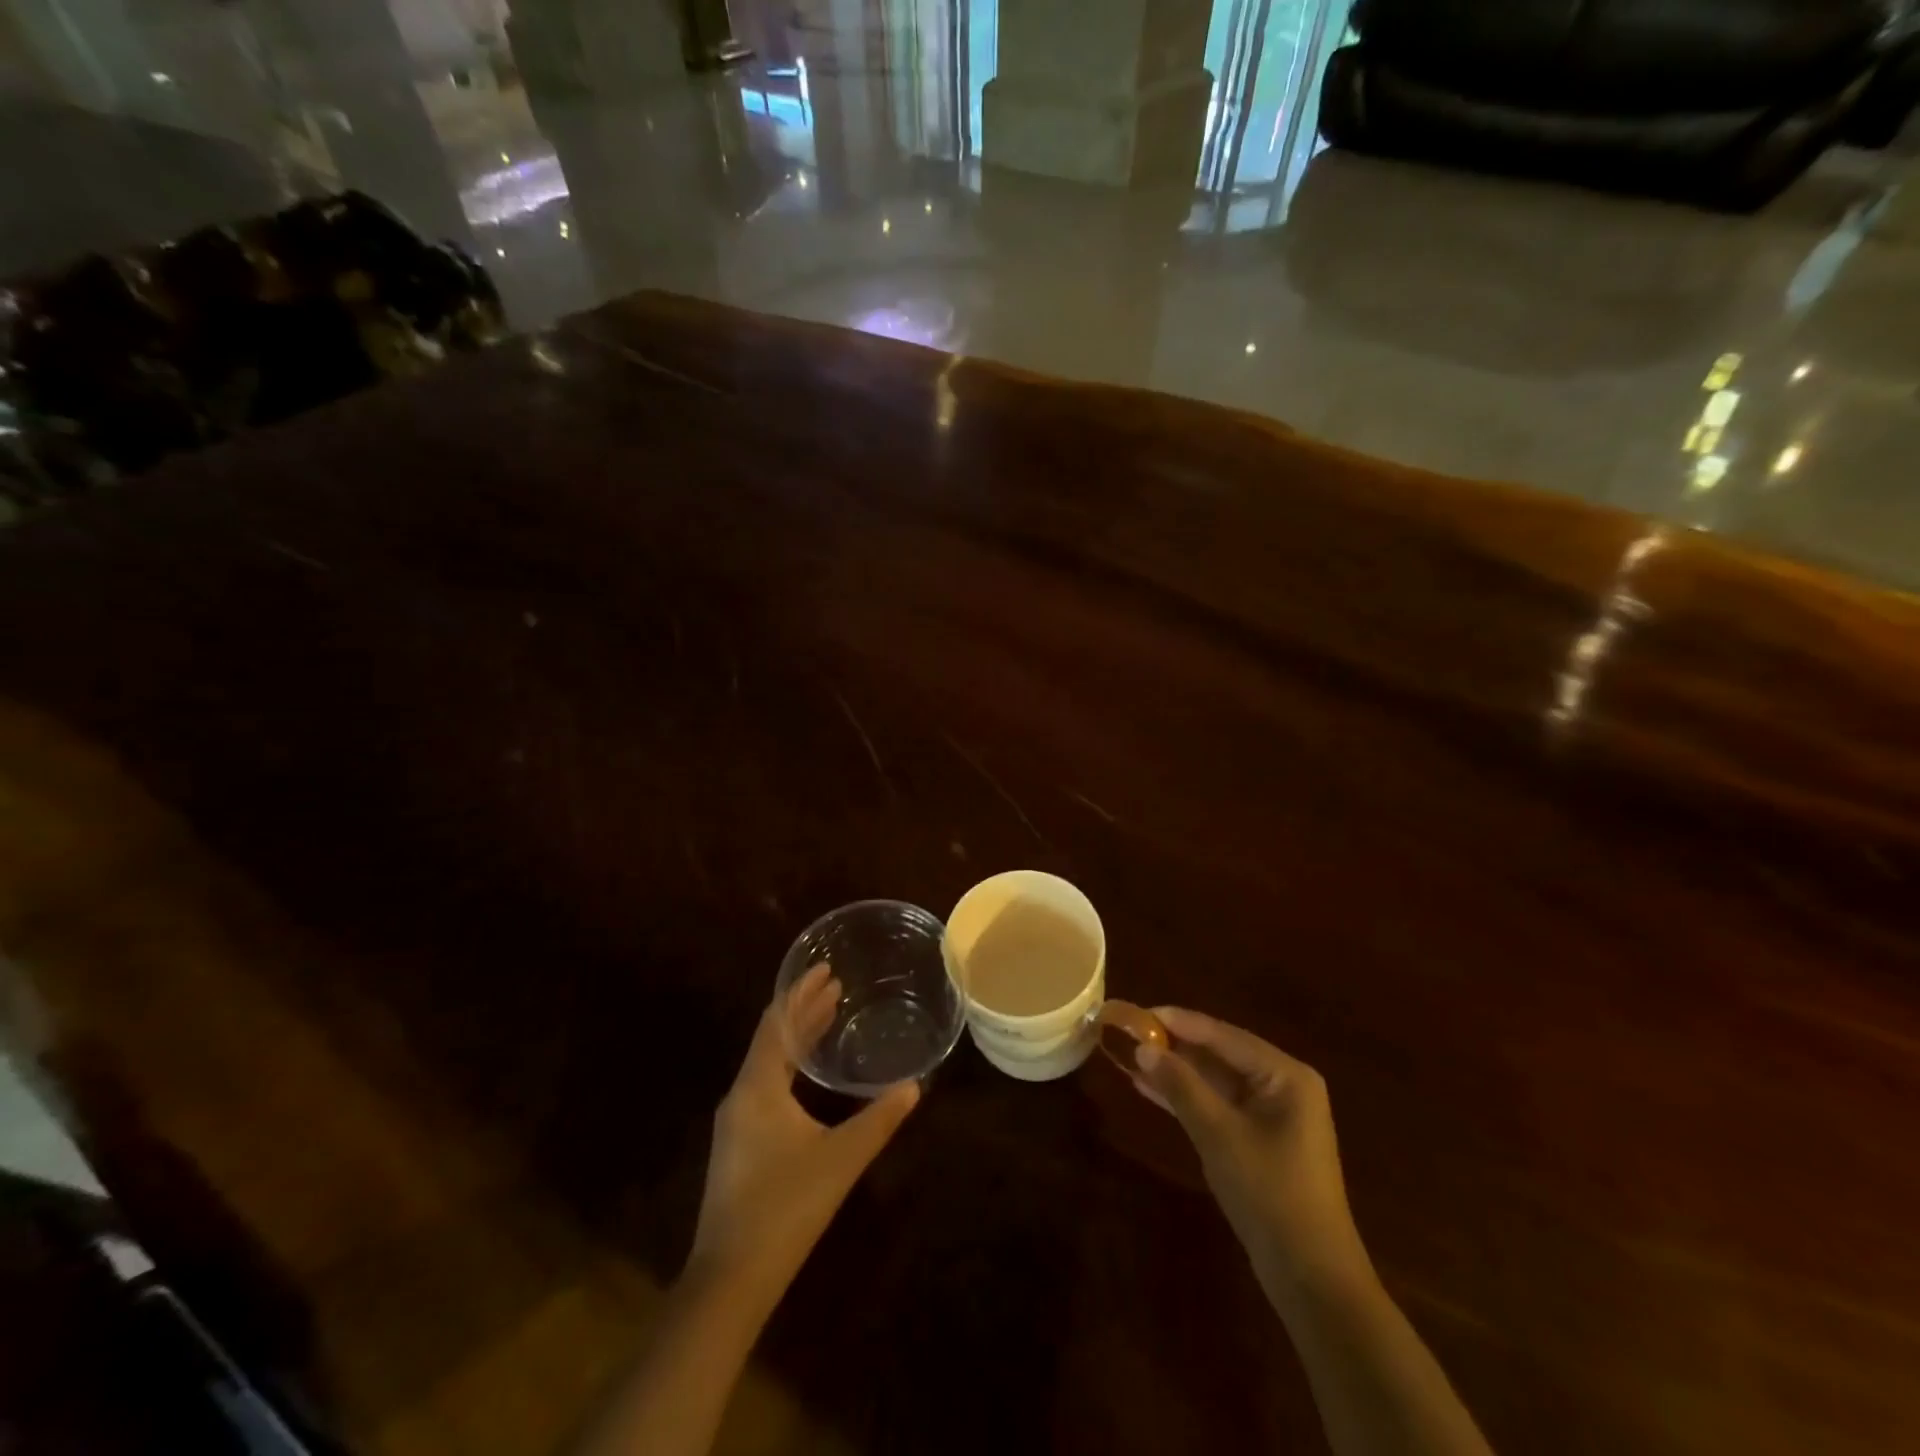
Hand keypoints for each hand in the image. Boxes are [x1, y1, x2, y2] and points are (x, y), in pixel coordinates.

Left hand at [690, 965, 919, 1282]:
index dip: (801, 992)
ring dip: (798, 1037)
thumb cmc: (785, 1207)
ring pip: (768, 1063)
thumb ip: (878, 1119)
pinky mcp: (739, 1146)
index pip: (777, 1022)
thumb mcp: (840, 1159)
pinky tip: (810, 1076)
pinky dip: (791, 1066)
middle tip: (837, 987)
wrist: (730, 1280)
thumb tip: (914, 1086)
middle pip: (772, 1038)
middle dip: (803, 1010)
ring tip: (829, 1017)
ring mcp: (736, 1123)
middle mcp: (741, 1096)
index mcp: (757, 1087)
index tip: (827, 969)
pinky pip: (766, 1085)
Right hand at [1133, 1007, 1366, 1296]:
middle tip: (1129, 1032)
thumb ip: (1180, 1086)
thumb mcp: (1219, 1134)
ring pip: (1214, 1080)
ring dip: (1176, 1072)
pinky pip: (1217, 1105)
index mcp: (1285, 1075)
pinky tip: (1149, 1088)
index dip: (1178, 1022)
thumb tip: (1143, 1047)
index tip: (1138, 1011)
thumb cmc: (1270, 1193)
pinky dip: (1186, 1098)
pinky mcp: (1259, 1139)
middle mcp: (1282, 1085)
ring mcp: (1271, 1114)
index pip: (1223, 1035)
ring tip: (1130, 1056)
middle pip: (1219, 1054)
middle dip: (1174, 1045)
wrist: (1310, 1278)